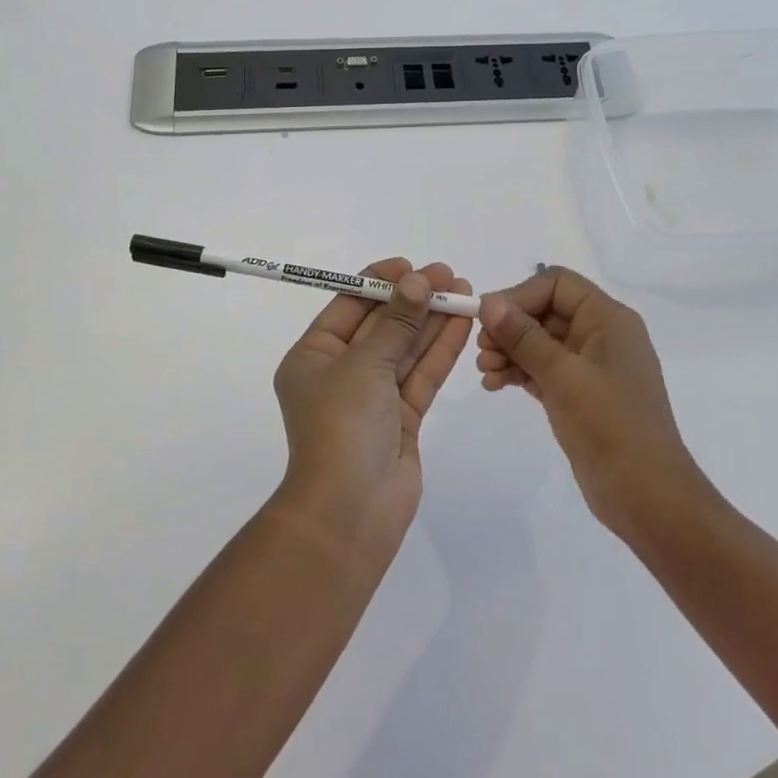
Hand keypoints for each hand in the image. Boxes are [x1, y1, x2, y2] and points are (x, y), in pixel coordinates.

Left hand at [272, 259, 473, 555]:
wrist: (350, 512)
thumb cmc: (341, 426)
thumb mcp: (364, 365)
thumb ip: (396, 322)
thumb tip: (417, 281)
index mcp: (313, 357)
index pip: (348, 307)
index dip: (379, 282)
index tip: (410, 266)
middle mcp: (340, 373)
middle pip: (381, 325)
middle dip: (413, 299)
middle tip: (448, 275)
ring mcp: (373, 397)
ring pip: (406, 349)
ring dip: (432, 320)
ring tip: (464, 292)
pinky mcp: (401, 418)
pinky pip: (421, 375)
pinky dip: (440, 350)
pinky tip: (463, 324)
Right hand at [477, 267, 708, 533]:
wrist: (647, 497)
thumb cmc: (610, 426)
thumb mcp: (563, 376)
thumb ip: (524, 337)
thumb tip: (488, 302)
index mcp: (608, 319)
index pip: (557, 284)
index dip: (520, 295)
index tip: (488, 320)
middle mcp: (601, 335)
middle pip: (545, 311)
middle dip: (510, 326)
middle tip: (481, 349)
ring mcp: (590, 366)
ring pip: (540, 341)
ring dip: (509, 350)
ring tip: (485, 371)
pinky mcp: (580, 394)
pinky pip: (543, 368)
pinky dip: (518, 371)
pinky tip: (494, 384)